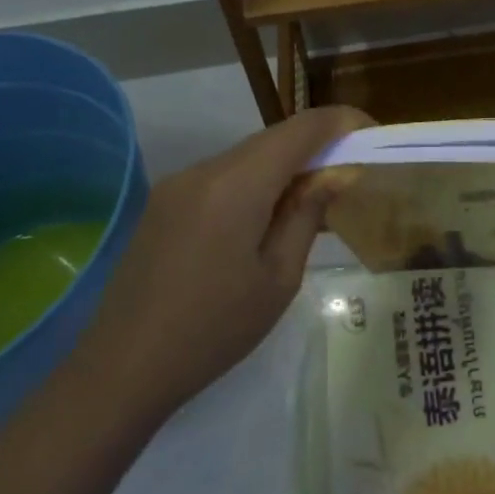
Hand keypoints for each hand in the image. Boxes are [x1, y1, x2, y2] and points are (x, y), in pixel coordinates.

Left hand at [71, 105, 370, 430]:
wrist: (121, 370)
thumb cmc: (213, 330)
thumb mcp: (278, 279)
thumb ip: (307, 216)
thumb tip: (333, 176)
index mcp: (236, 185)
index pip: (301, 129)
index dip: (342, 122)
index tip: (373, 135)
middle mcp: (204, 170)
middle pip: (273, 138)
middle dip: (316, 146)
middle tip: (350, 172)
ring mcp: (178, 184)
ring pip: (247, 155)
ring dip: (285, 165)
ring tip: (313, 199)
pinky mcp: (165, 202)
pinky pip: (222, 175)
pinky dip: (255, 181)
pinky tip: (266, 216)